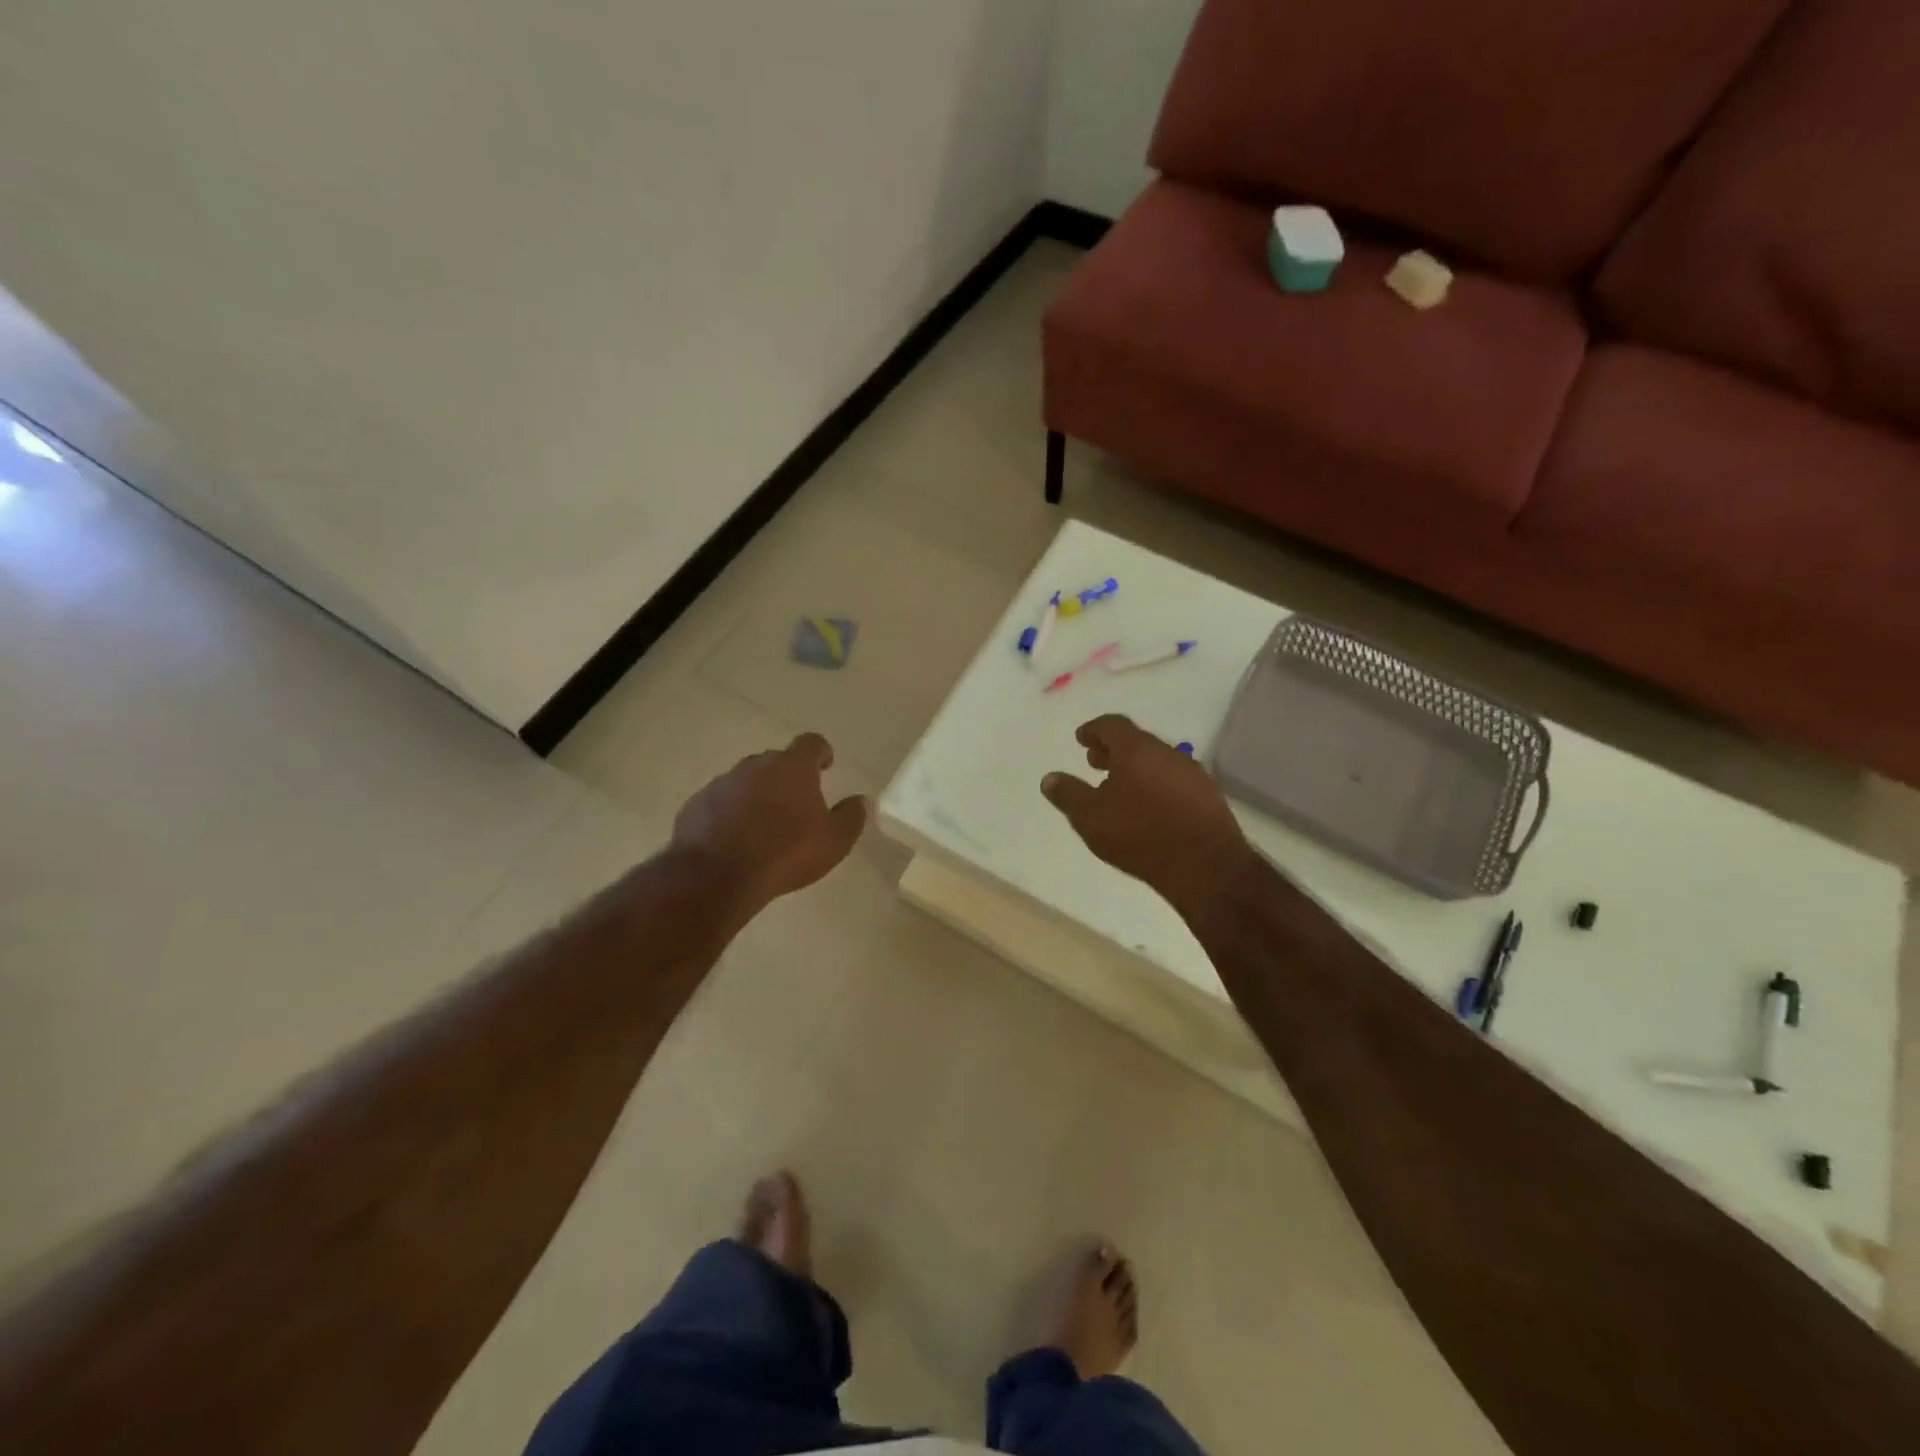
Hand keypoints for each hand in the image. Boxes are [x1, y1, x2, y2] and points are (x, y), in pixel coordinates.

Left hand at [671, 733, 867, 911]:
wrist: (715, 875)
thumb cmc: (785, 853)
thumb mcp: (834, 841)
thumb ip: (851, 817)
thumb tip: (859, 801)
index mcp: (792, 767)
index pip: (811, 743)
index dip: (821, 752)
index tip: (826, 765)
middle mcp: (755, 765)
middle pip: (776, 761)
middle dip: (787, 777)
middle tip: (796, 802)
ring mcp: (721, 783)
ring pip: (746, 782)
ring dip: (757, 796)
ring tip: (765, 826)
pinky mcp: (695, 805)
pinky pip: (720, 803)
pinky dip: (730, 814)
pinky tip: (735, 840)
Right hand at [1042, 715, 1254, 916]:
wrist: (1205, 865)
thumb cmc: (1139, 834)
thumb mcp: (1090, 817)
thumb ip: (1068, 794)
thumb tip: (1050, 778)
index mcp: (1136, 749)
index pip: (1112, 725)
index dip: (1094, 729)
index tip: (1081, 739)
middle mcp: (1167, 752)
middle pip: (1136, 742)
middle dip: (1113, 750)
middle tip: (1096, 762)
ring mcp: (1192, 774)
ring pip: (1157, 762)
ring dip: (1136, 769)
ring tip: (1120, 789)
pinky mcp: (1209, 797)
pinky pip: (1175, 781)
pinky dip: (1156, 785)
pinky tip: (1149, 809)